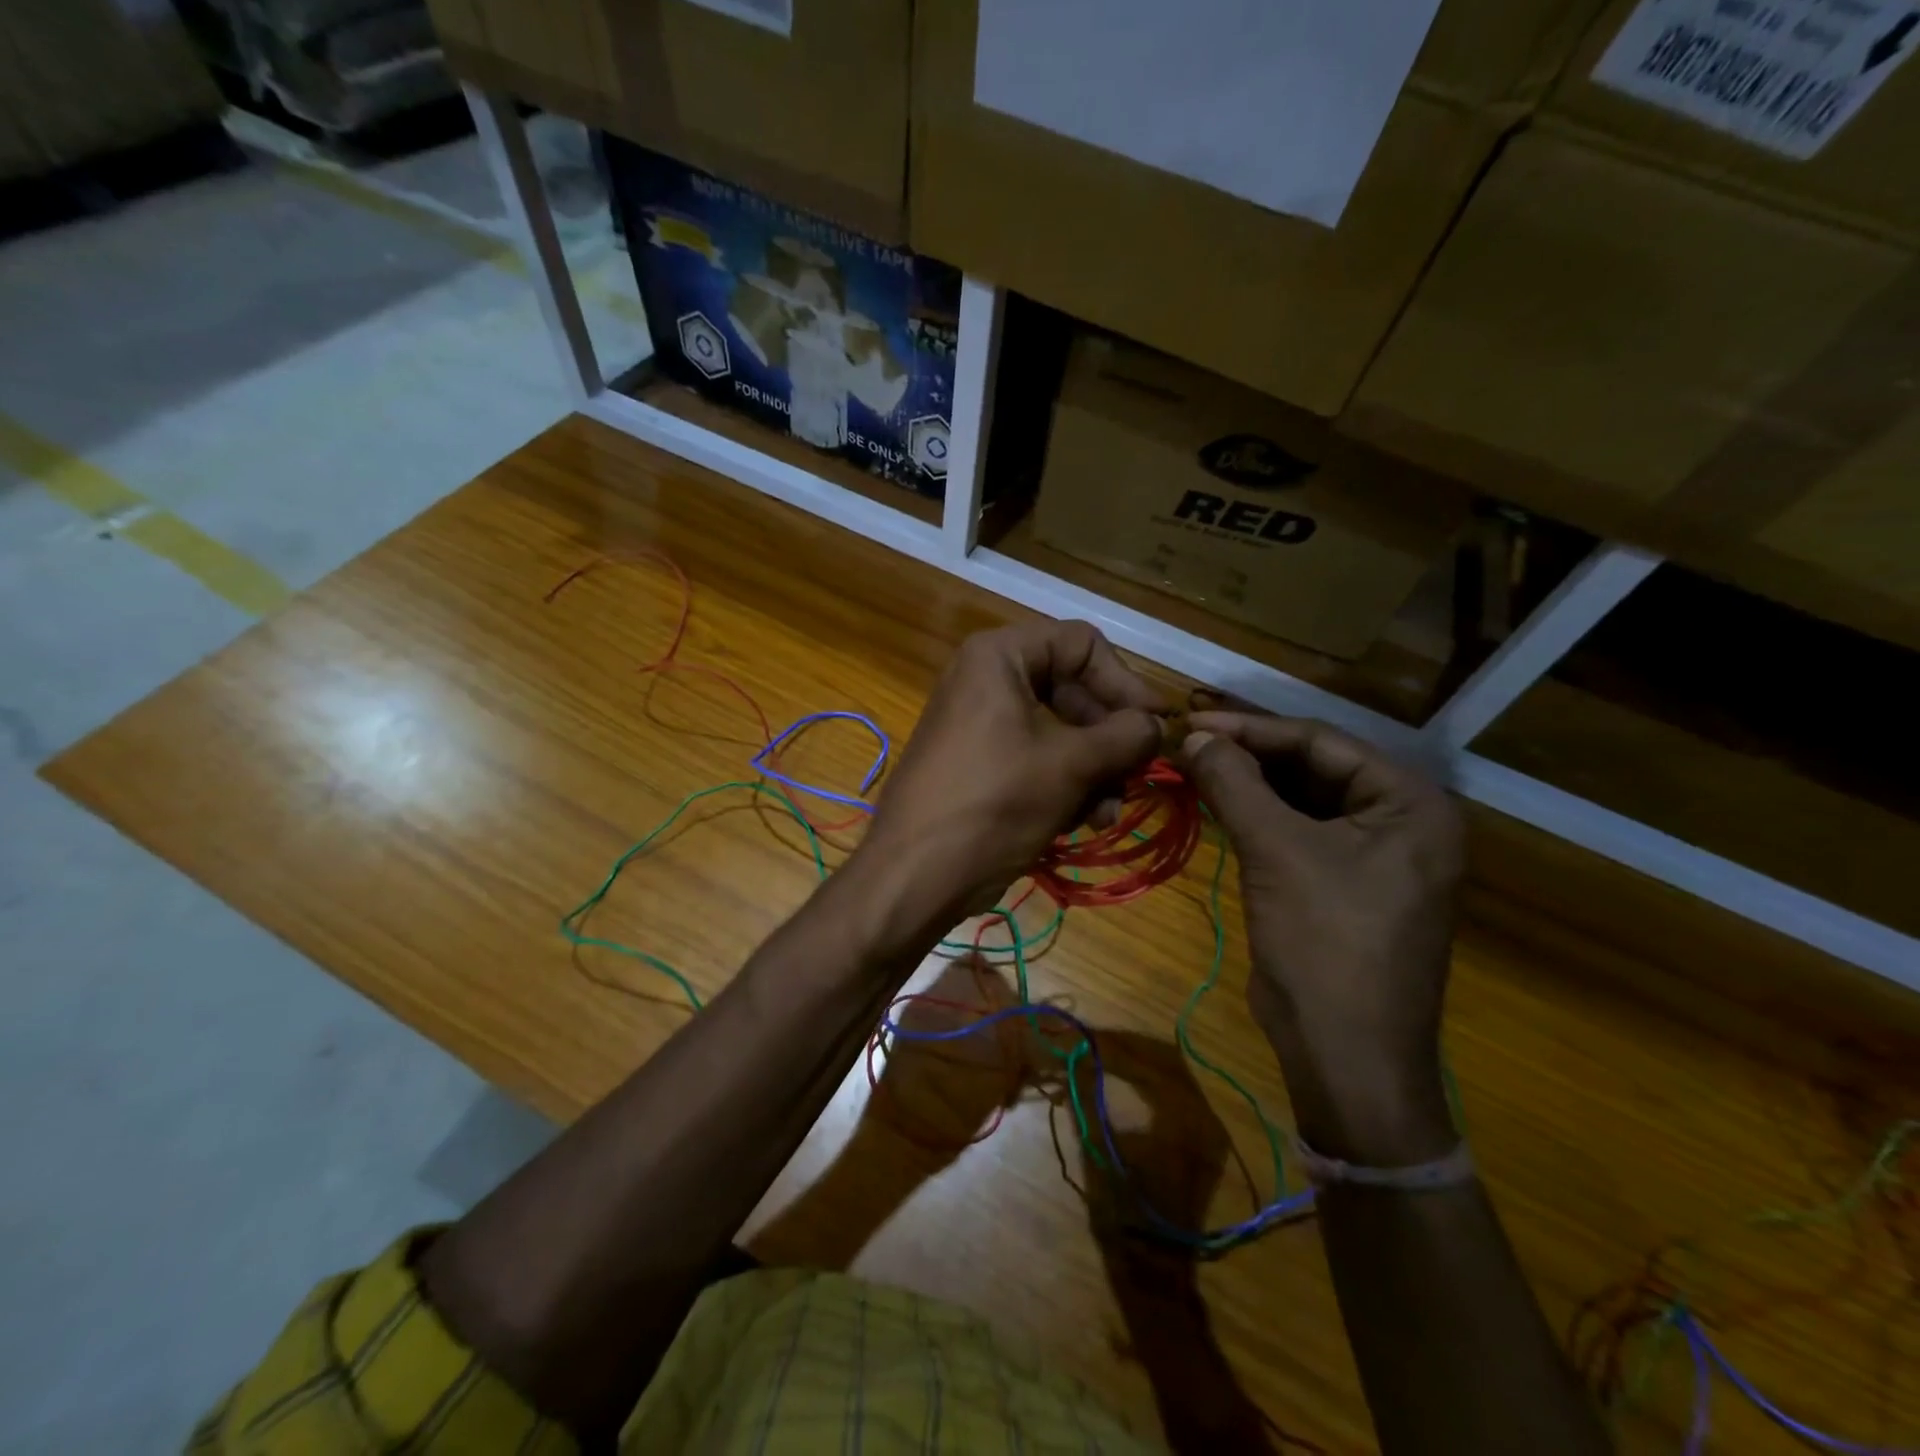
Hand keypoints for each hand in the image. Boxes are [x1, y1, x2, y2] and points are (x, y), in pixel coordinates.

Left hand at [847, 620, 1163, 948]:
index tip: (1157, 725)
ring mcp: (981, 723)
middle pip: (1073, 689)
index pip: (1082, 644)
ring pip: (1060, 731)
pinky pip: (1036, 759)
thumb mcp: (1070, 766)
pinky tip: (1084, 822)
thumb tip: (1158, 725)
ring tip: (1108, 812)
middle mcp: (987, 679)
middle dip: (1109, 737)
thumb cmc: (993, 804)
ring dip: (1093, 770)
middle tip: (1137, 774)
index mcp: (999, 656)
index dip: (1125, 682)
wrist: (915, 875)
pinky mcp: (980, 764)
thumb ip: (1125, 736)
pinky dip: (1064, 785)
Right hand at [1180, 712, 1463, 1164]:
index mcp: (1410, 802)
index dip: (1252, 729)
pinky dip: (1255, 816)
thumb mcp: (1277, 853)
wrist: (1345, 1054)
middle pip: (1312, 767)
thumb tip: (1193, 736)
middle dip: (1248, 754)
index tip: (1192, 720)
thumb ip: (1235, 784)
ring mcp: (1372, 853)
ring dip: (1247, 784)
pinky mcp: (1341, 881)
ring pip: (1300, 799)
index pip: (1321, 742)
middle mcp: (1400, 819)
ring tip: (1190, 766)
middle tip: (1187, 741)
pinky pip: (1295, 831)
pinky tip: (1214, 802)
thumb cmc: (1325, 943)